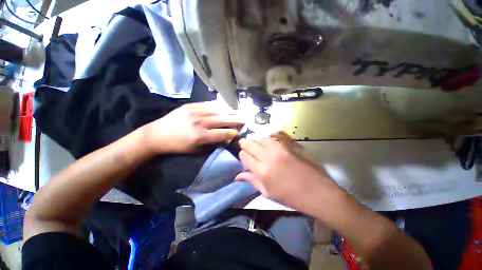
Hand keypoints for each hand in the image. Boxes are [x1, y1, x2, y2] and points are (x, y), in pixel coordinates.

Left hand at [142, 102, 243, 153]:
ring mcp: (195, 111)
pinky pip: (208, 104)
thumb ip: (211, 144)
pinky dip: (219, 106)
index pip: (222, 133)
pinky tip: (225, 106)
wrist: (157, 134)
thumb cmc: (177, 146)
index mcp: (200, 136)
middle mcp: (200, 122)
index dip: (232, 133)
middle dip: (236, 120)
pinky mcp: (191, 105)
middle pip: (222, 120)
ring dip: (229, 111)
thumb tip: (224, 138)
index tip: (238, 132)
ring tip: (238, 111)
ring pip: (217, 110)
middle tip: (245, 118)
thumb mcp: (195, 150)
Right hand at [236, 131, 343, 211]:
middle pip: (250, 144)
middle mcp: (269, 156)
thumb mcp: (268, 193)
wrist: (318, 192)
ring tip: (252, 138)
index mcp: (262, 171)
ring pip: (261, 137)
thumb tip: (237, 175)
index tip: (244, 157)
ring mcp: (281, 148)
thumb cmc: (291, 197)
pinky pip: (276, 133)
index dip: (241, 155)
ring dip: (255, 137)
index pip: (244, 156)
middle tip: (244, 144)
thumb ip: (252, 181)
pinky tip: (267, 136)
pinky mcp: (291, 144)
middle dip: (244, 144)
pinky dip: (269, 133)